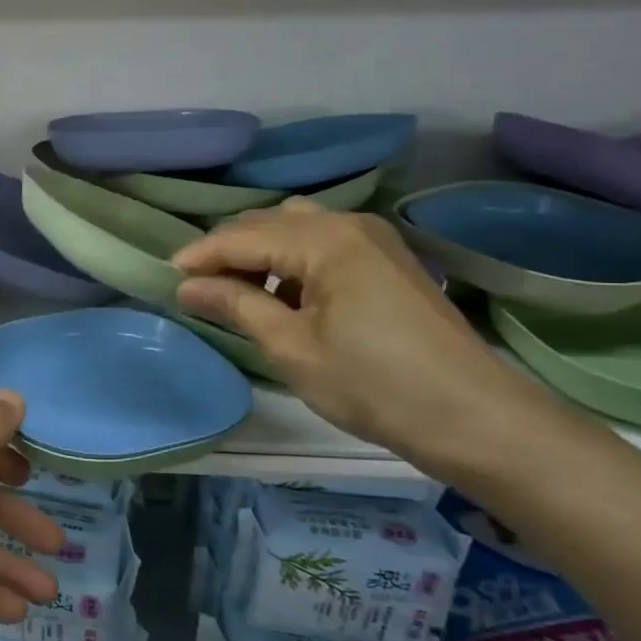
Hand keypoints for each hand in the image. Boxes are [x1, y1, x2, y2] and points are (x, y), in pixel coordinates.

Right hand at [172, 200, 548, 471]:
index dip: (200, 255)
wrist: (474, 417)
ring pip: (296, 228)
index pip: (242, 236)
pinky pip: (323, 244)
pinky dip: (291, 260)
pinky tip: (281, 294)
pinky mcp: (387, 262)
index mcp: (324, 239)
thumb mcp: (291, 346)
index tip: (166, 276)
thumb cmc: (373, 383)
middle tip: (197, 286)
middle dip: (228, 249)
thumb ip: (236, 304)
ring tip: (235, 290)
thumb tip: (186, 285)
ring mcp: (374, 240)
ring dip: (260, 251)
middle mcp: (348, 224)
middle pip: (269, 222)